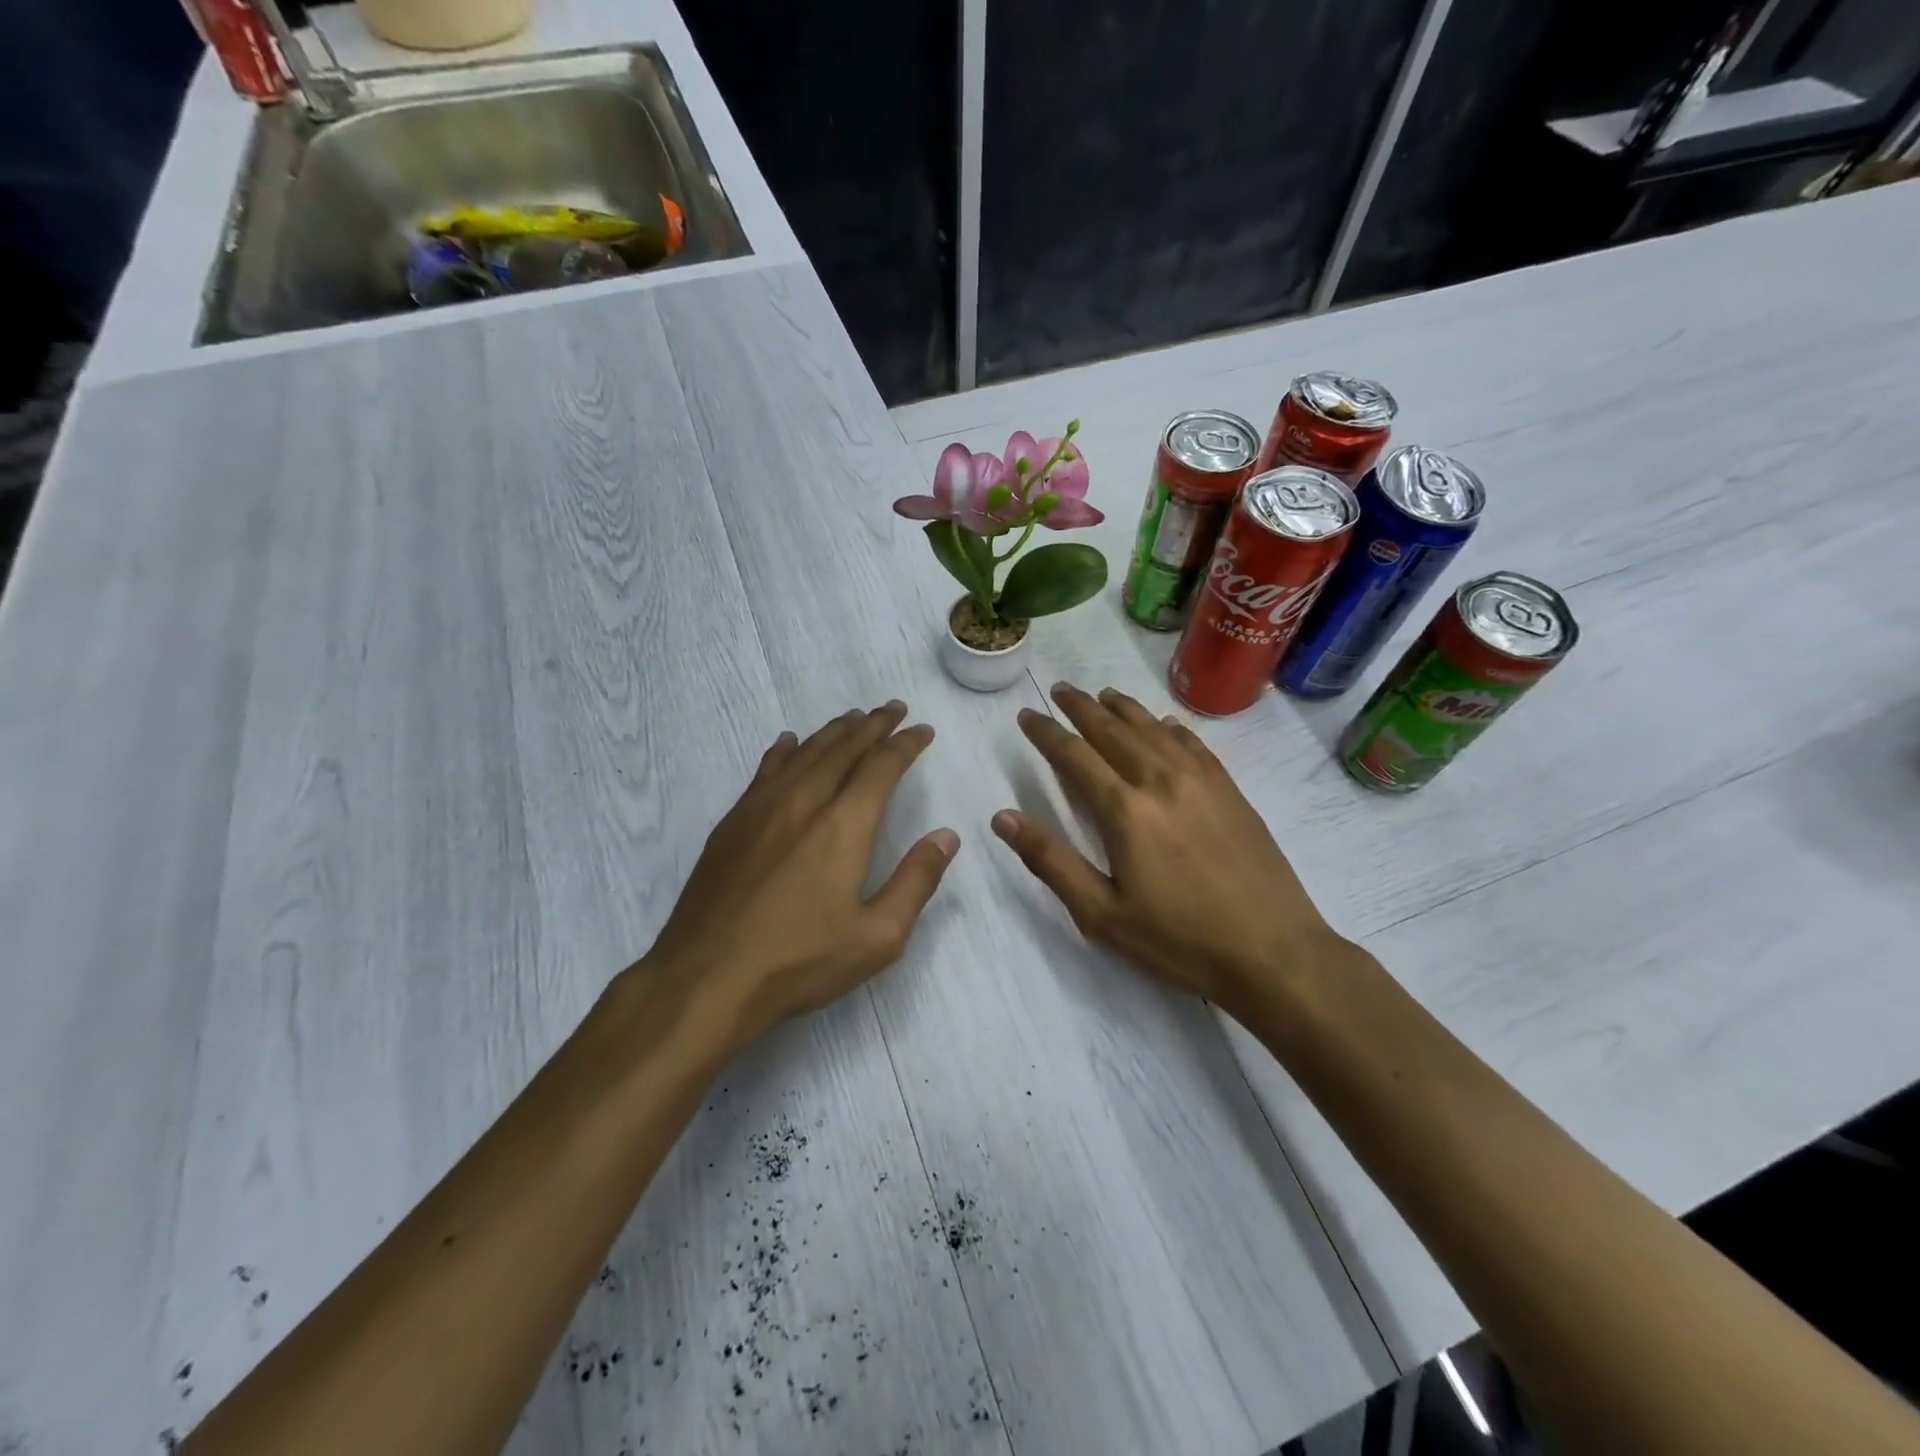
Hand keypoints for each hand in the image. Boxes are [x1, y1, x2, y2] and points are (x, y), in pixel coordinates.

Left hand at [646, 702, 958, 1045]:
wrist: (706, 978)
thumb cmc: (799, 961)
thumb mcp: (877, 936)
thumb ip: (916, 881)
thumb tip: (946, 836)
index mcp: (843, 825)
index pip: (881, 767)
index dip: (905, 744)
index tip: (922, 730)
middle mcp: (804, 801)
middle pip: (843, 748)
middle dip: (873, 725)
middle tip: (893, 709)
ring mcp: (761, 808)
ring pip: (804, 752)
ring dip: (833, 731)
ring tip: (853, 718)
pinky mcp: (732, 823)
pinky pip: (765, 770)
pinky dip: (785, 750)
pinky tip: (789, 742)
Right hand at [992, 682, 1347, 1016]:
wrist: (1273, 951)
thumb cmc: (1179, 939)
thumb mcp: (1102, 913)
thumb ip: (1050, 861)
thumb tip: (1002, 818)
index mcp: (1125, 810)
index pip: (1075, 756)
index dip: (1047, 733)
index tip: (1028, 715)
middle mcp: (1161, 781)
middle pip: (1113, 730)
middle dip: (1082, 707)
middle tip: (1060, 690)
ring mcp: (1202, 782)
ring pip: (1154, 729)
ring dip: (1124, 708)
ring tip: (1103, 694)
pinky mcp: (1231, 791)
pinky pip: (1194, 744)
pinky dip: (1171, 727)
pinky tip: (1164, 724)